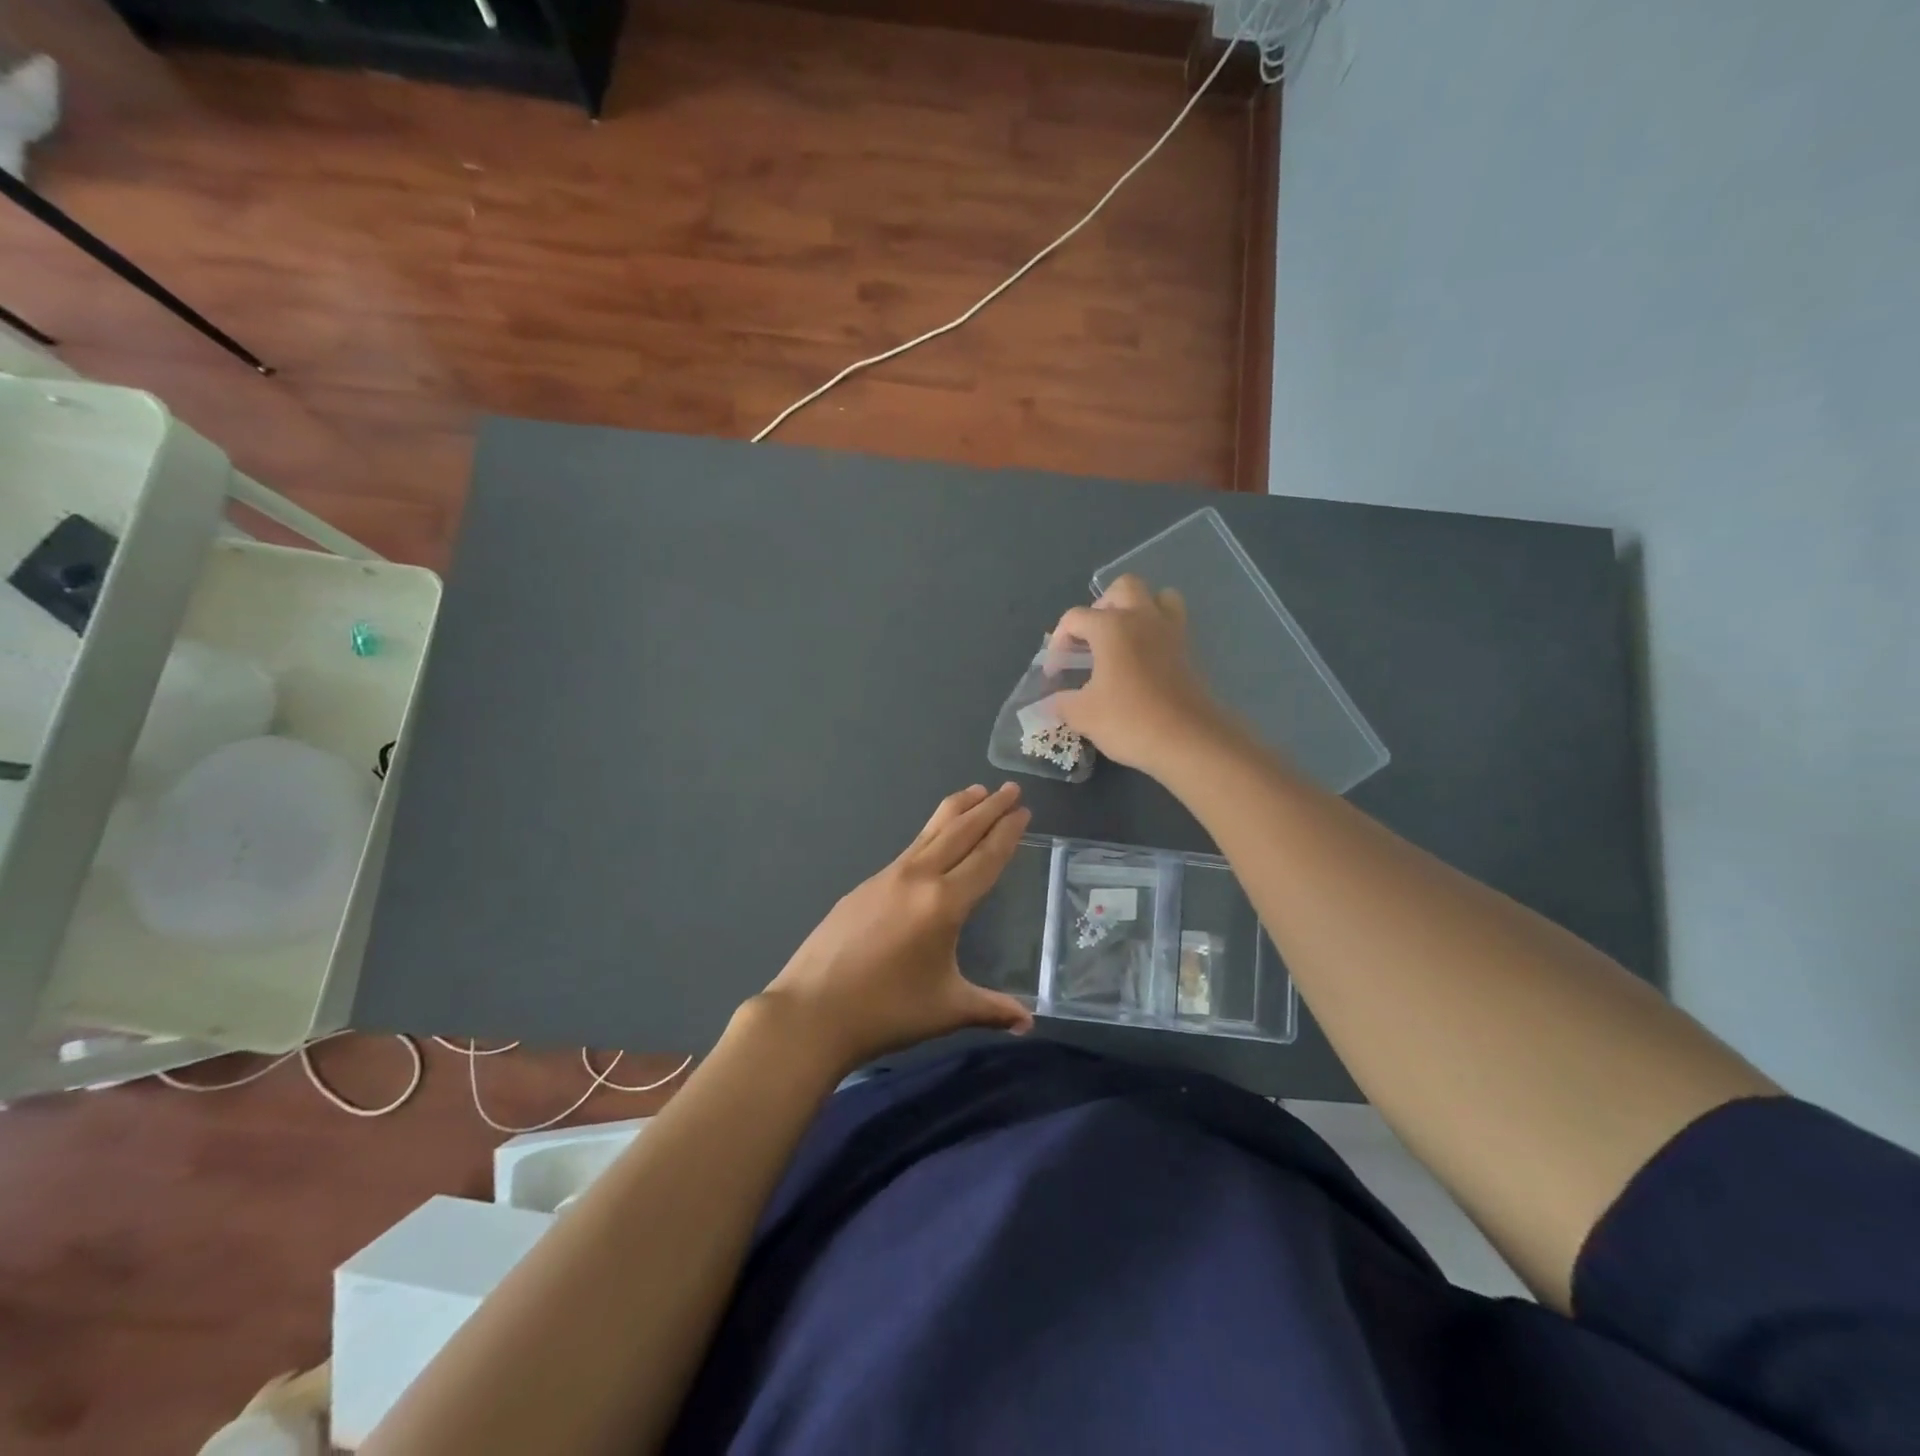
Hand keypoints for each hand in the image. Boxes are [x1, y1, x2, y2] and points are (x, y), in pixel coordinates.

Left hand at [759, 783, 1034, 1073]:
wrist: (812, 1012)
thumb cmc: (886, 1011)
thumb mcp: (947, 1010)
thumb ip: (991, 1009)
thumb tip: (1028, 1023)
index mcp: (944, 903)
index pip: (984, 858)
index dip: (1006, 832)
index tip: (1023, 810)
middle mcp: (917, 878)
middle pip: (959, 832)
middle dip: (988, 808)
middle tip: (1010, 788)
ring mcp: (886, 877)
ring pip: (929, 833)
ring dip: (956, 811)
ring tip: (975, 792)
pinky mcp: (864, 886)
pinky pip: (908, 850)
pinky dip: (930, 834)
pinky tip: (932, 840)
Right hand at [1049, 575, 1230, 775]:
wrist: (1188, 740)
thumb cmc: (1129, 720)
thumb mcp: (1083, 715)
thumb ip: (1062, 702)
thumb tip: (1051, 701)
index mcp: (1112, 626)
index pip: (1075, 618)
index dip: (1058, 642)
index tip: (1054, 673)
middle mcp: (1143, 618)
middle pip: (1122, 588)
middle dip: (1102, 606)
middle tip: (1091, 639)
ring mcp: (1171, 632)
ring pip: (1158, 597)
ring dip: (1138, 609)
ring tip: (1123, 639)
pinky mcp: (1189, 651)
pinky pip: (1172, 624)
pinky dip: (1156, 632)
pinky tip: (1143, 661)